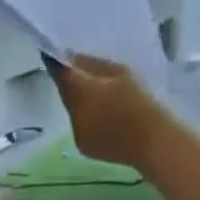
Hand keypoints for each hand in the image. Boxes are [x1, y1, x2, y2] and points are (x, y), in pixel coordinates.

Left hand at [45, 53, 169, 167]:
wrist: (149, 142)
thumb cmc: (139, 102)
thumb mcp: (119, 72)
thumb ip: (94, 66)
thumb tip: (75, 60)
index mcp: (83, 94)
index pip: (61, 74)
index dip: (54, 62)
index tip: (50, 51)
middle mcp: (74, 116)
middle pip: (66, 94)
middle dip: (69, 82)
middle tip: (74, 69)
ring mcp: (77, 135)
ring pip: (73, 111)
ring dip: (78, 100)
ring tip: (92, 93)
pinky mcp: (83, 149)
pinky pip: (79, 126)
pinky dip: (85, 117)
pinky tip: (99, 114)